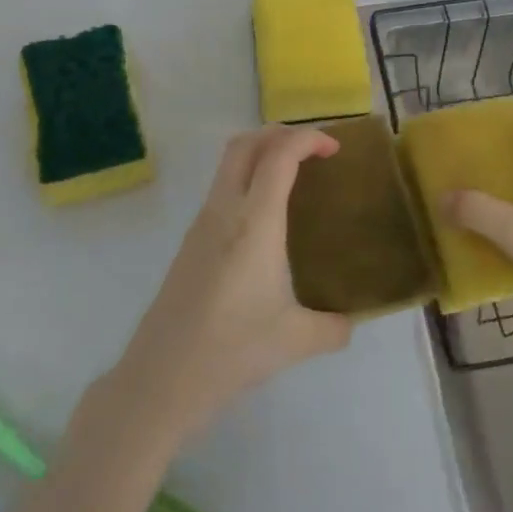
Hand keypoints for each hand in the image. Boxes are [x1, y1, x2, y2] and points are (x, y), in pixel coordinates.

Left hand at [112, 126, 352, 439]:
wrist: (162, 377)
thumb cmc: (232, 349)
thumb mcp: (296, 340)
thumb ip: (333, 327)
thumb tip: (350, 322)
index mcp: (254, 222)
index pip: (279, 155)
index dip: (308, 138)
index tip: (334, 149)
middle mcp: (224, 211)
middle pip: (245, 144)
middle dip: (280, 134)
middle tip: (311, 151)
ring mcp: (201, 224)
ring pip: (227, 165)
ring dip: (259, 155)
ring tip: (292, 179)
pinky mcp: (189, 243)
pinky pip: (221, 190)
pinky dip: (246, 180)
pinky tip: (265, 219)